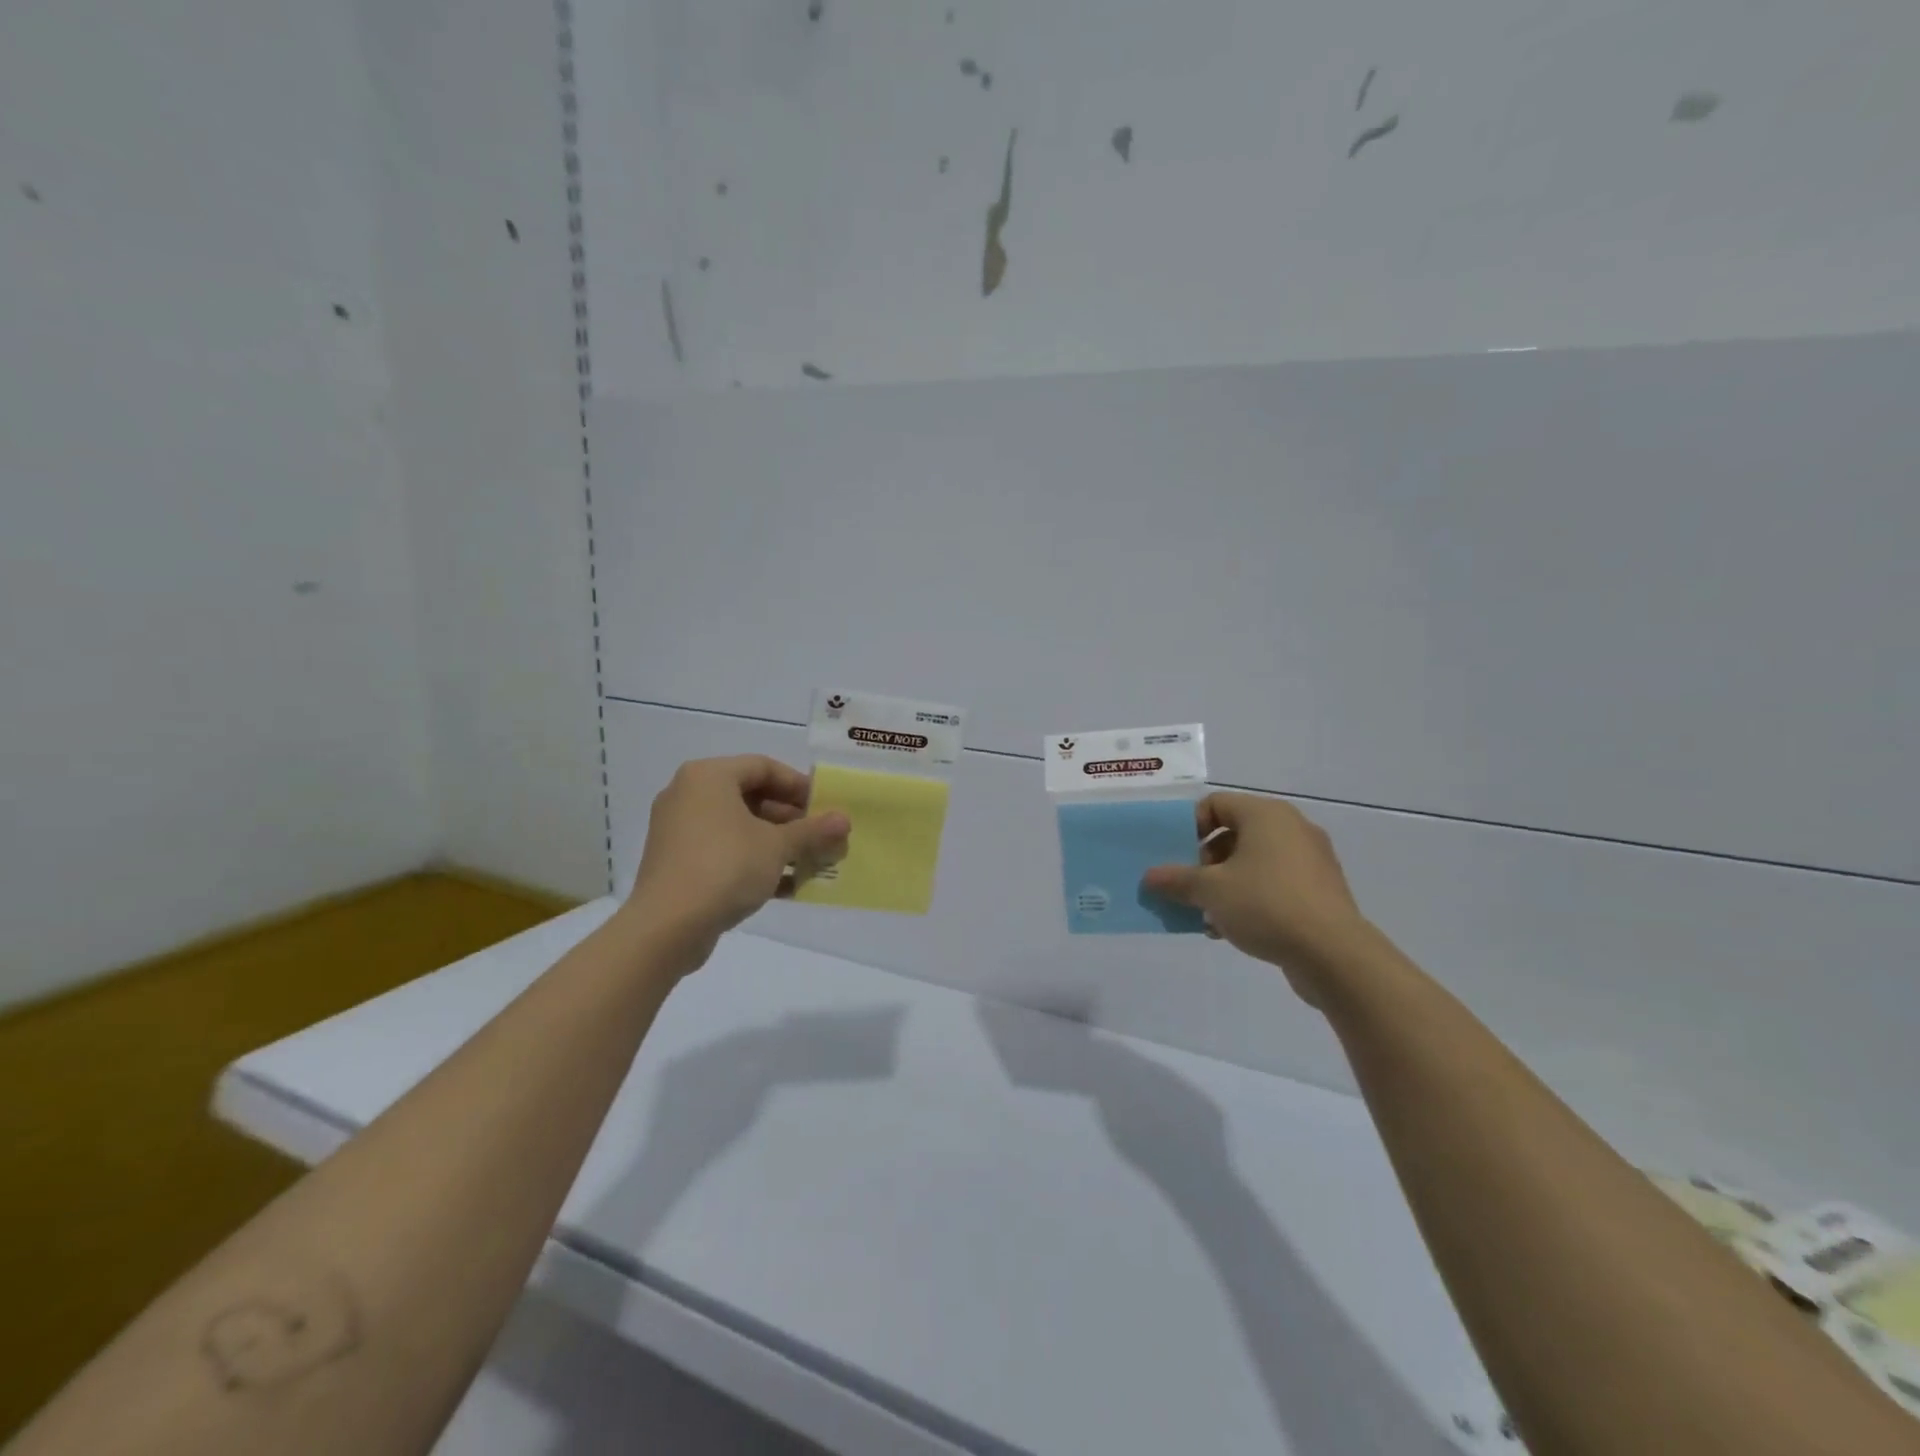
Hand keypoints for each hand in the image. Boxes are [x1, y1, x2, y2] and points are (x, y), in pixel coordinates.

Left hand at [626, 755, 849, 960]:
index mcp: (709, 776)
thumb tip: (844, 820)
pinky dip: (754, 862)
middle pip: (751, 796)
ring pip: (739, 828)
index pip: (763, 766)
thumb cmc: (725, 867)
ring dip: (777, 844)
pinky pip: (723, 852)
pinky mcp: (678, 863)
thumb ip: (812, 831)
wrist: (667, 926)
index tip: (825, 807)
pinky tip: (787, 887)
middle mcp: (689, 795)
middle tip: (821, 837)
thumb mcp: (777, 846)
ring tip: (810, 863)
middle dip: (791, 819)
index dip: (798, 785)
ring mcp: (680, 830)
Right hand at [1141, 792, 1371, 1005]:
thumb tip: (1150, 877)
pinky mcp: (1320, 891)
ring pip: (1253, 862)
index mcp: (1266, 815)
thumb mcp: (1210, 891)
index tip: (1176, 856)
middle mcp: (1291, 828)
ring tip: (1205, 912)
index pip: (1216, 804)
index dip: (1190, 826)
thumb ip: (1176, 880)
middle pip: (1234, 833)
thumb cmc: (1266, 904)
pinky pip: (1274, 883)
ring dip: (1224, 883)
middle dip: (1204, 860)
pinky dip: (1250, 898)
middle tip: (1189, 886)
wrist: (1333, 954)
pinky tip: (1231, 928)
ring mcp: (1310, 860)